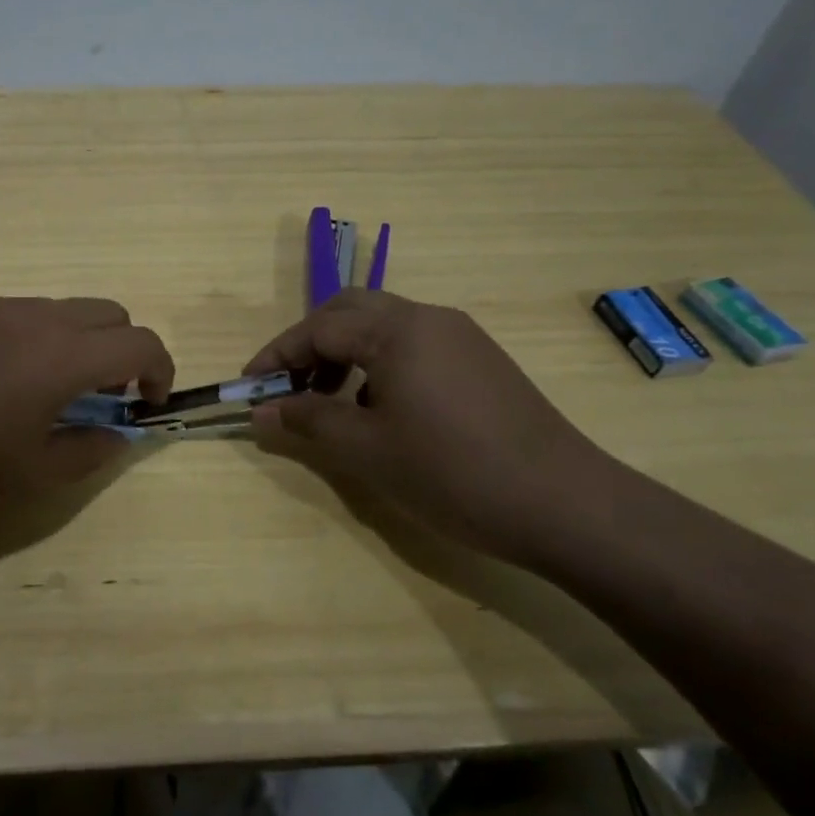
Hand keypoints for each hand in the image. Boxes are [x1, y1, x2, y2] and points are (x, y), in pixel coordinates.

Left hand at [0, 297, 173, 521]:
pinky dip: (28, 338)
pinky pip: (11, 312)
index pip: (140, 342)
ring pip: (57, 309)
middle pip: (107, 312)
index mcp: (62, 355)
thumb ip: (89, 451)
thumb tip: (118, 435)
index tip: (148, 401)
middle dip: (121, 349)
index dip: (160, 370)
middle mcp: (34, 316)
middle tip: (101, 395)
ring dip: (73, 342)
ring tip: (39, 391)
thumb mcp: (29, 473)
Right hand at [244, 290, 611, 565]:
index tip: (249, 386)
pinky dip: (381, 366)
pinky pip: (415, 346)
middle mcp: (429, 318)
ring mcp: (462, 337)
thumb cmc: (452, 472)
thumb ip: (307, 421)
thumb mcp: (366, 450)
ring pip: (384, 327)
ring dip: (346, 354)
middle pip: (350, 311)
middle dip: (311, 344)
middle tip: (290, 386)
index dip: (277, 355)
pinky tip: (383, 413)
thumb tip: (259, 411)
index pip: (319, 327)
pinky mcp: (482, 361)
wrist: (565, 504)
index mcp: (397, 329)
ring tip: (333, 405)